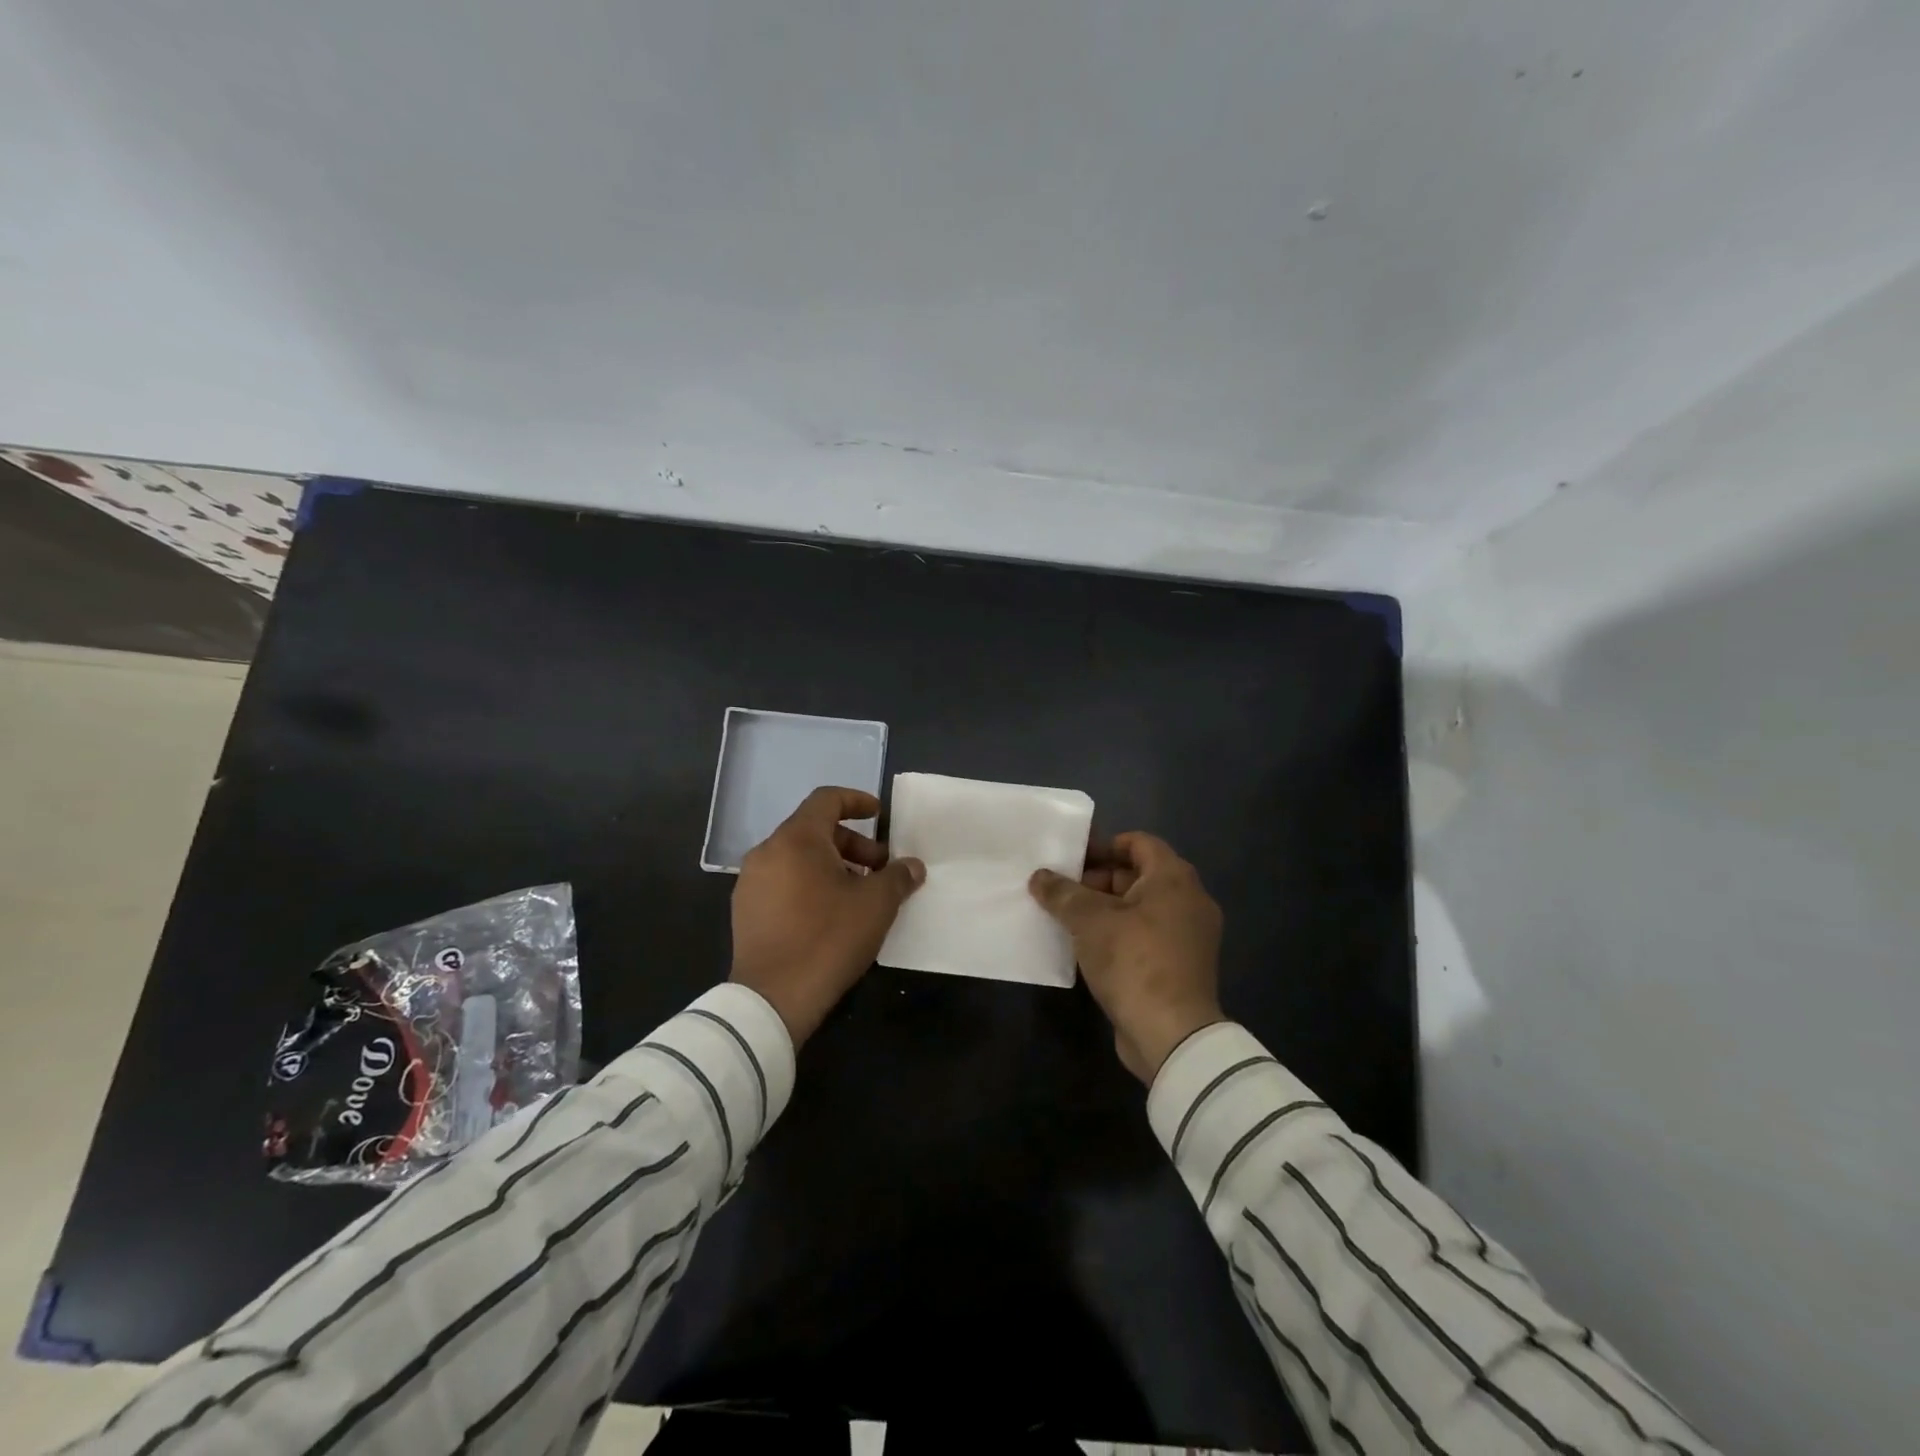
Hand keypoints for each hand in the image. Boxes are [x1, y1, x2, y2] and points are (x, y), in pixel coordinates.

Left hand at [729, 787, 924, 1047]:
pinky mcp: (745, 911)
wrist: (773, 998)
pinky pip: (783, 882)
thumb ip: (898, 877)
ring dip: (832, 866)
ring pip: (798, 858)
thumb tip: (912, 866)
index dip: (857, 801)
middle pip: (814, 830)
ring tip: (859, 894)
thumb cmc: (828, 938)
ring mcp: (751, 882)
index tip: (879, 815)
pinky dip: (809, 884)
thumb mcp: (876, 905)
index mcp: (796, 839)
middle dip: (852, 843)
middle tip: (879, 868)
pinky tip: (830, 914)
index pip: (826, 800)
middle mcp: (767, 852)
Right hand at [1029, 832, 1223, 1082]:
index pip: (1138, 842)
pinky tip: (1086, 946)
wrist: (1172, 1035)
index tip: (1070, 858)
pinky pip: (1146, 935)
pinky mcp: (1181, 966)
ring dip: (1104, 909)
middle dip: (1097, 879)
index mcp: (1174, 878)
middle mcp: (1189, 900)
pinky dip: (1119, 933)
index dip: (1102, 845)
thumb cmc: (1133, 961)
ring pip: (1140, 908)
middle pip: (1138, 875)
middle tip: (1061, 890)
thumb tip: (1039, 876)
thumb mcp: (1089, 921)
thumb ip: (1062, 893)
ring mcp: (1188, 936)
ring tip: (1066, 917)